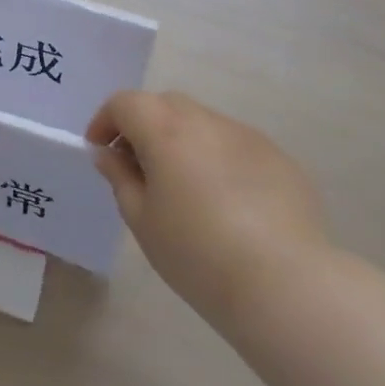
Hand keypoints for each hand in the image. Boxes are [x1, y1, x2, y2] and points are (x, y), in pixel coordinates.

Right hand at [87, 91, 331, 329]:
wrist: (284, 283)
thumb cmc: (197, 254)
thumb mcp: (142, 220)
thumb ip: (120, 177)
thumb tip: (108, 153)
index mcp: (165, 130)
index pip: (125, 102)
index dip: (105, 121)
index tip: (100, 151)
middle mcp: (205, 120)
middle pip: (164, 105)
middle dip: (143, 126)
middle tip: (137, 167)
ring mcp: (245, 135)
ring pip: (202, 123)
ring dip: (182, 142)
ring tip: (184, 188)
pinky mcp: (277, 157)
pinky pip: (234, 145)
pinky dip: (218, 159)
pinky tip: (226, 203)